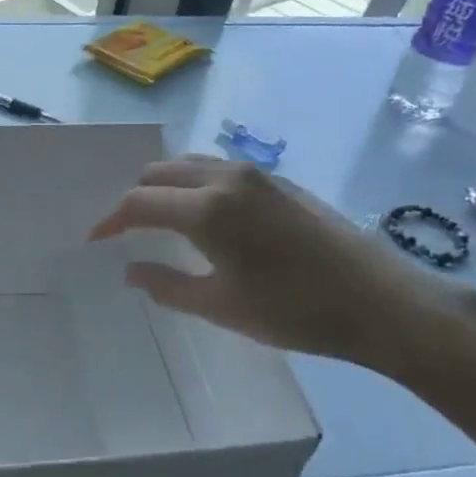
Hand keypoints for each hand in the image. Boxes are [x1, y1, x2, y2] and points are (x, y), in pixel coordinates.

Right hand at [89, 156, 470, 376]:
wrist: (379, 301)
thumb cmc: (294, 311)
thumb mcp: (221, 306)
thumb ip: (167, 286)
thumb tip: (131, 271)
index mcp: (207, 209)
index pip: (140, 202)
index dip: (111, 221)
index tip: (96, 240)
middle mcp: (227, 178)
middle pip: (160, 172)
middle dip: (135, 199)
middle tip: (126, 232)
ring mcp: (256, 175)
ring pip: (190, 165)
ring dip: (166, 187)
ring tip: (160, 222)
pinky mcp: (279, 181)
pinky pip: (219, 170)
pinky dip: (195, 185)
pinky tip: (204, 217)